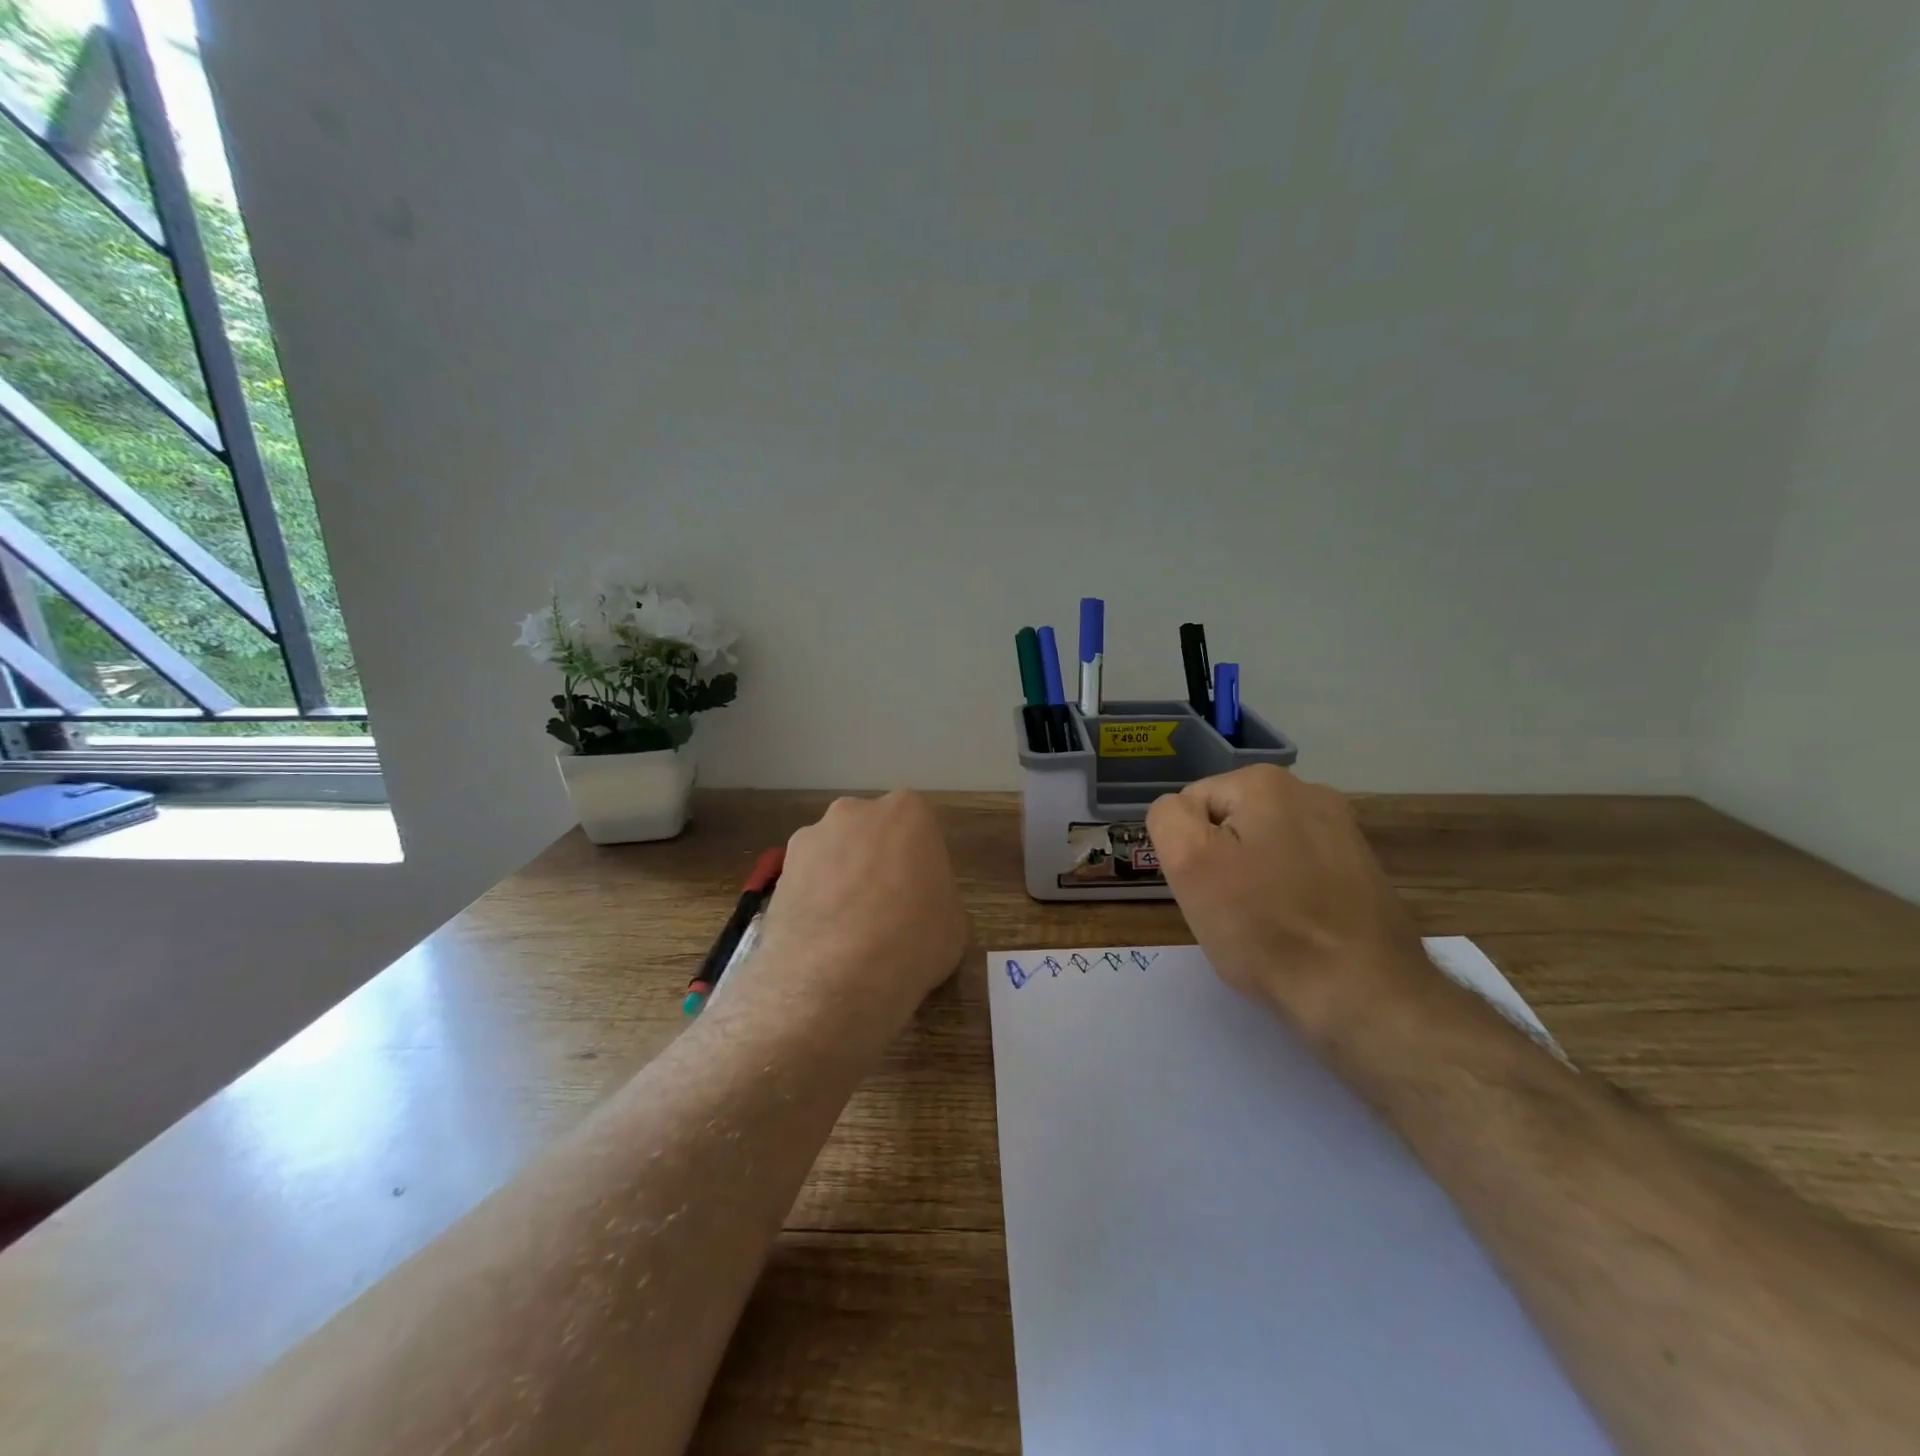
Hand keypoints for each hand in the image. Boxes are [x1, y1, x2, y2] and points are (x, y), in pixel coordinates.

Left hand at [740, 791, 969, 1042]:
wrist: (837, 975)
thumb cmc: (913, 939)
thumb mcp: (953, 921)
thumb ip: (935, 896)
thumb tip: (918, 906)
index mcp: (908, 812)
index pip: (918, 829)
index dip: (919, 863)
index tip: (920, 895)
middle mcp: (856, 812)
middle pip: (870, 833)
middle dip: (875, 861)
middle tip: (884, 908)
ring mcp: (812, 838)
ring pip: (833, 854)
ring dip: (840, 879)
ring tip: (846, 930)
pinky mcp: (779, 871)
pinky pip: (805, 881)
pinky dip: (812, 902)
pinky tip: (821, 939)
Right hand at [1146, 765, 1432, 1044]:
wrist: (1364, 996)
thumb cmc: (1265, 927)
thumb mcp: (1189, 864)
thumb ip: (1168, 818)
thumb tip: (1180, 813)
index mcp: (1265, 782)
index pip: (1190, 805)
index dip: (1188, 851)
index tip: (1207, 890)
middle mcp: (1310, 792)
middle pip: (1228, 824)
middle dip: (1220, 863)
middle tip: (1230, 911)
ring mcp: (1343, 831)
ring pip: (1262, 849)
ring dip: (1251, 880)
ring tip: (1265, 924)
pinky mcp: (1361, 869)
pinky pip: (1298, 872)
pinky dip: (1287, 895)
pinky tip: (1297, 929)